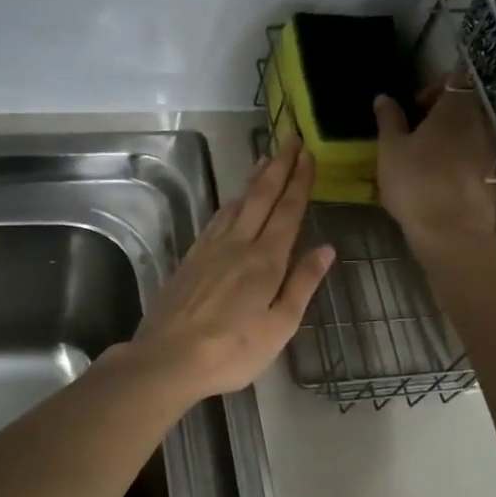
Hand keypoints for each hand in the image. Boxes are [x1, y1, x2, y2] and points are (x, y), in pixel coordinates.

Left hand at [128, 140, 335, 399]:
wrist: (169, 357)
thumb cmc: (233, 349)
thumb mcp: (280, 324)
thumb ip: (303, 283)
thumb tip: (326, 248)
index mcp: (266, 259)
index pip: (288, 210)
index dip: (300, 181)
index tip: (308, 154)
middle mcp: (239, 243)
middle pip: (261, 196)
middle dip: (279, 166)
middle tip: (290, 139)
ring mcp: (211, 248)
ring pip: (237, 202)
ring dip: (254, 178)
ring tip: (265, 158)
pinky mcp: (192, 258)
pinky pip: (217, 218)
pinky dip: (231, 201)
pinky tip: (232, 201)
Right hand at [374, 83, 495, 244]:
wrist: (452, 232)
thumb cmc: (416, 183)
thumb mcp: (390, 149)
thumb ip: (389, 120)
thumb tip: (384, 98)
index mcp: (456, 108)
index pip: (455, 79)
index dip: (434, 88)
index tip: (415, 108)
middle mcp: (482, 122)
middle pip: (465, 106)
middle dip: (442, 114)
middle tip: (416, 133)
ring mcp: (493, 150)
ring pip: (472, 132)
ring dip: (452, 138)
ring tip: (427, 158)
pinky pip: (478, 156)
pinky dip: (462, 160)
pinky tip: (442, 179)